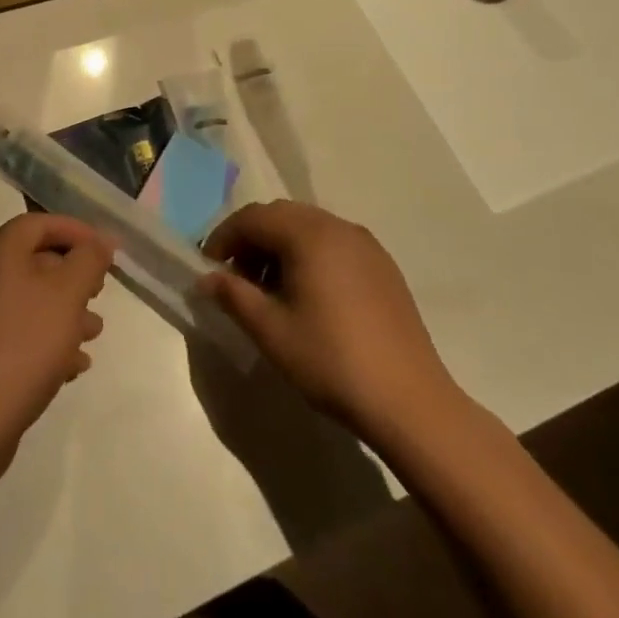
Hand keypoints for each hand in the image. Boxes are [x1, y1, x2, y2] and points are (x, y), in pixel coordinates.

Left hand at [0, 213, 113, 483]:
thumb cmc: (20, 347)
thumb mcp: (66, 297)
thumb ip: (88, 261)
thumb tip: (101, 239)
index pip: (38, 224)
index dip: (75, 231)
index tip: (105, 251)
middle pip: (30, 262)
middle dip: (70, 278)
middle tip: (99, 295)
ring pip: (23, 303)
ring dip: (60, 313)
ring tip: (92, 336)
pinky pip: (9, 335)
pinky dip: (40, 341)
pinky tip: (68, 367)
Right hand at [201, 202, 464, 445]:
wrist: (410, 402)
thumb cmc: (332, 361)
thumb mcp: (271, 331)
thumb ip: (234, 295)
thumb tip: (207, 278)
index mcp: (309, 234)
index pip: (253, 217)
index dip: (224, 237)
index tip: (209, 268)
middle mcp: (338, 226)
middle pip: (281, 215)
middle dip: (251, 239)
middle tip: (235, 278)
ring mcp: (365, 244)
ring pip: (308, 227)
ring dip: (280, 246)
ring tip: (269, 289)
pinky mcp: (382, 266)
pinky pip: (333, 243)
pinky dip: (309, 255)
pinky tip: (307, 295)